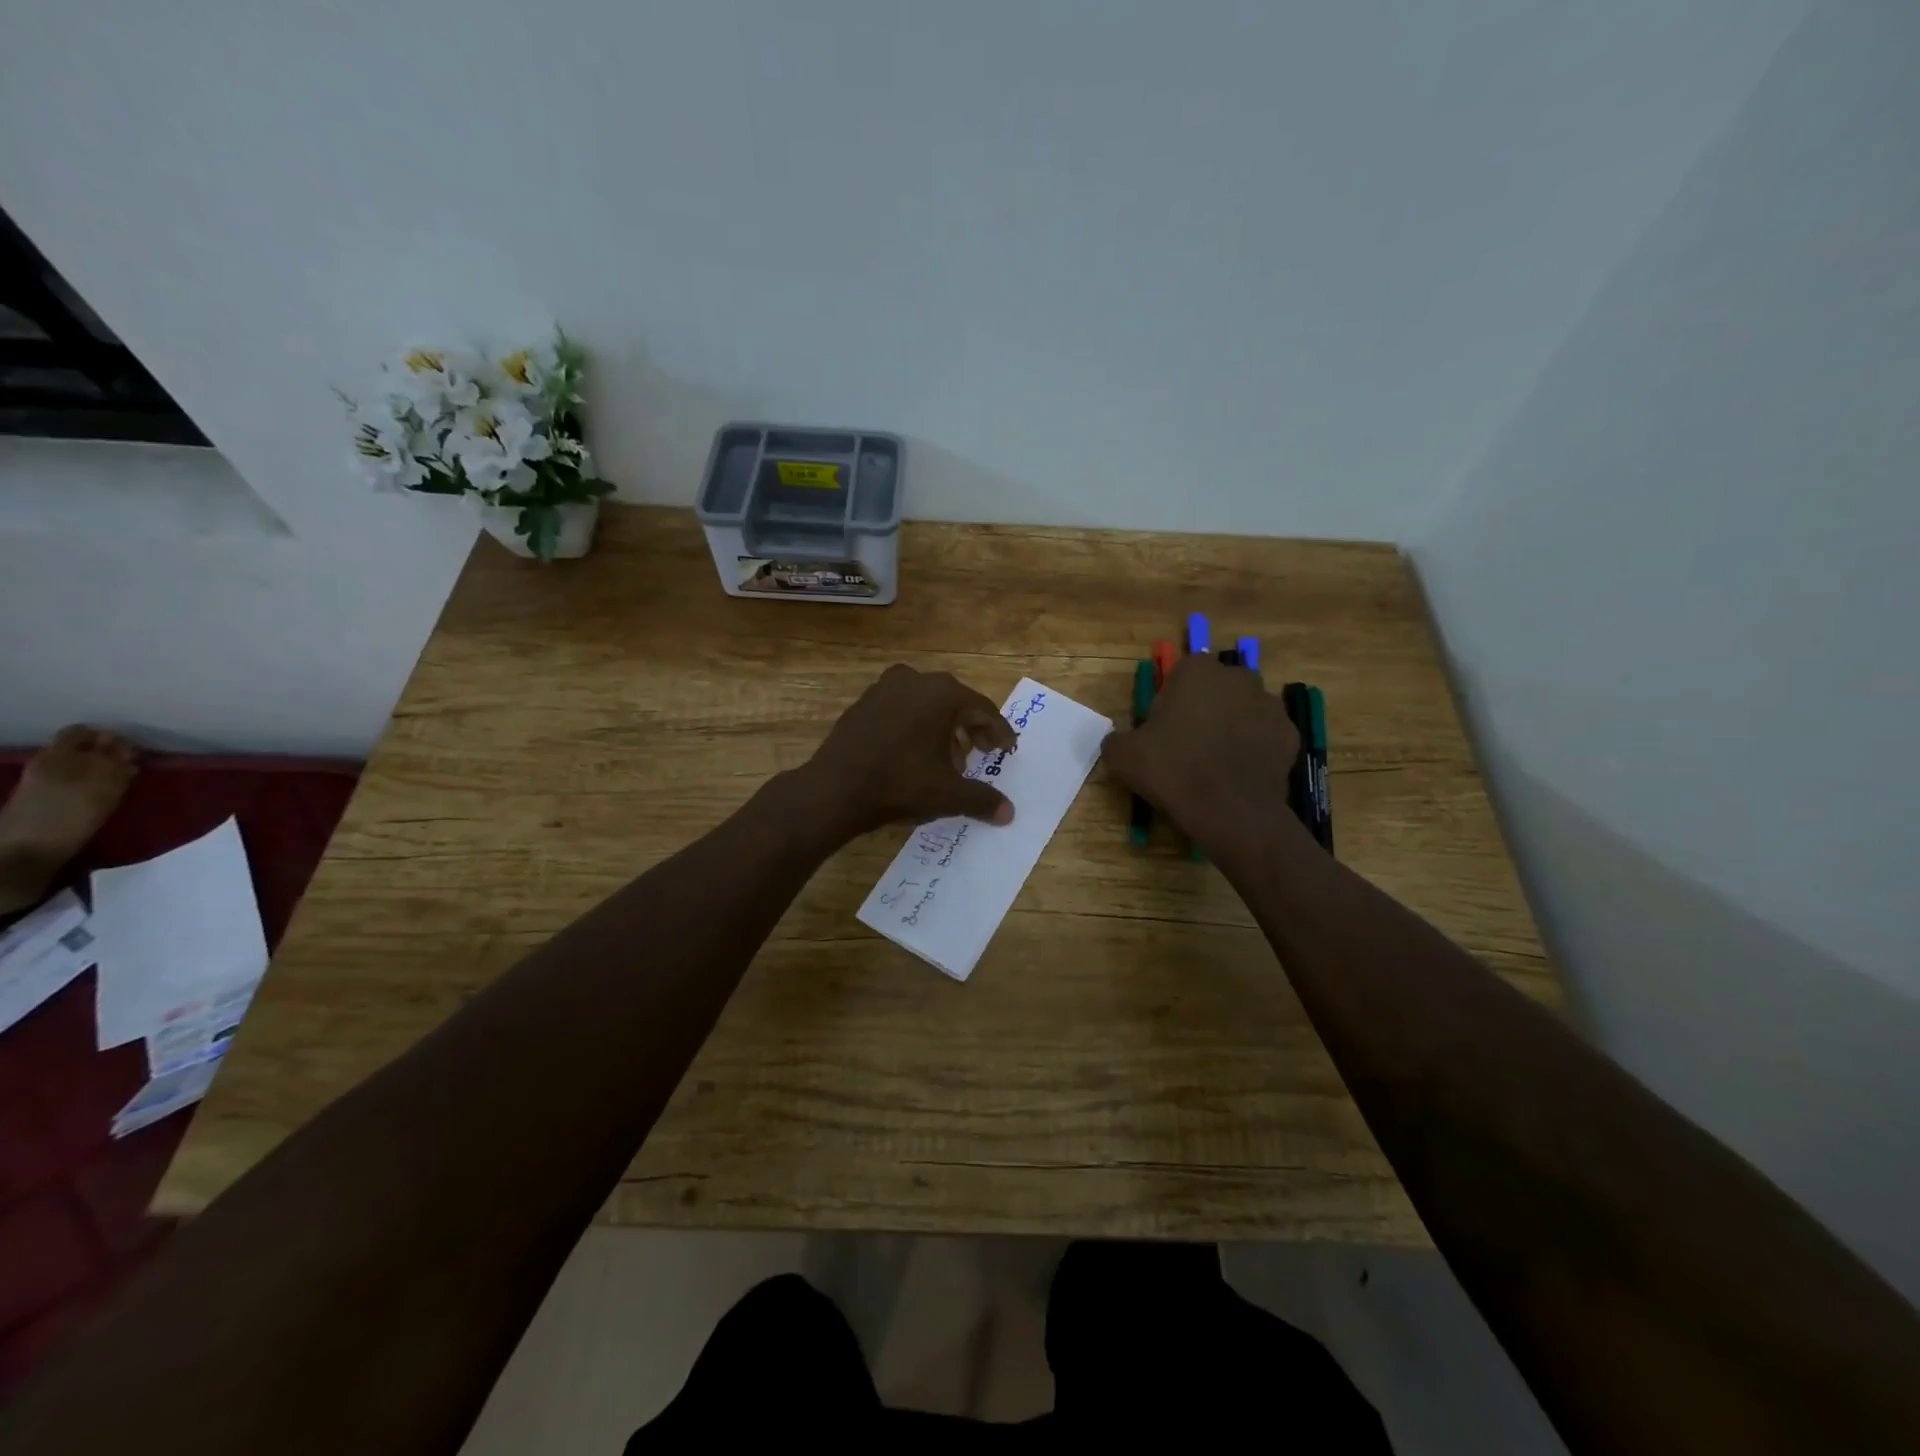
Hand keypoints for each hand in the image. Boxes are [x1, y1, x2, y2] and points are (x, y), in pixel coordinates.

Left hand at [801, 665, 1018, 835]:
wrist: (835, 790)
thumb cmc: (901, 784)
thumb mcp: (949, 795)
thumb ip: (983, 799)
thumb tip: (1009, 813)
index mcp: (943, 694)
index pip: (982, 710)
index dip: (998, 732)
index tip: (1007, 750)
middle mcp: (915, 681)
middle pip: (955, 702)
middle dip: (971, 728)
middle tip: (981, 752)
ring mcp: (884, 689)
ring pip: (926, 704)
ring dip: (942, 727)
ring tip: (949, 758)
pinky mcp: (862, 704)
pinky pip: (901, 709)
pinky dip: (915, 726)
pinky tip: (914, 754)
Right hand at [1102, 653, 1300, 855]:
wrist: (1228, 808)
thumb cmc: (1171, 768)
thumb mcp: (1122, 755)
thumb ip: (1118, 739)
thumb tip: (1119, 741)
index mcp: (1196, 671)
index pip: (1181, 674)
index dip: (1171, 700)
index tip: (1163, 727)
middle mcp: (1237, 677)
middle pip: (1217, 688)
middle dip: (1206, 707)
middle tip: (1188, 743)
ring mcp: (1269, 704)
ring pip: (1244, 710)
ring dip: (1232, 726)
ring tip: (1216, 762)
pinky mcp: (1290, 734)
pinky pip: (1265, 736)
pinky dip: (1255, 749)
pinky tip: (1239, 773)